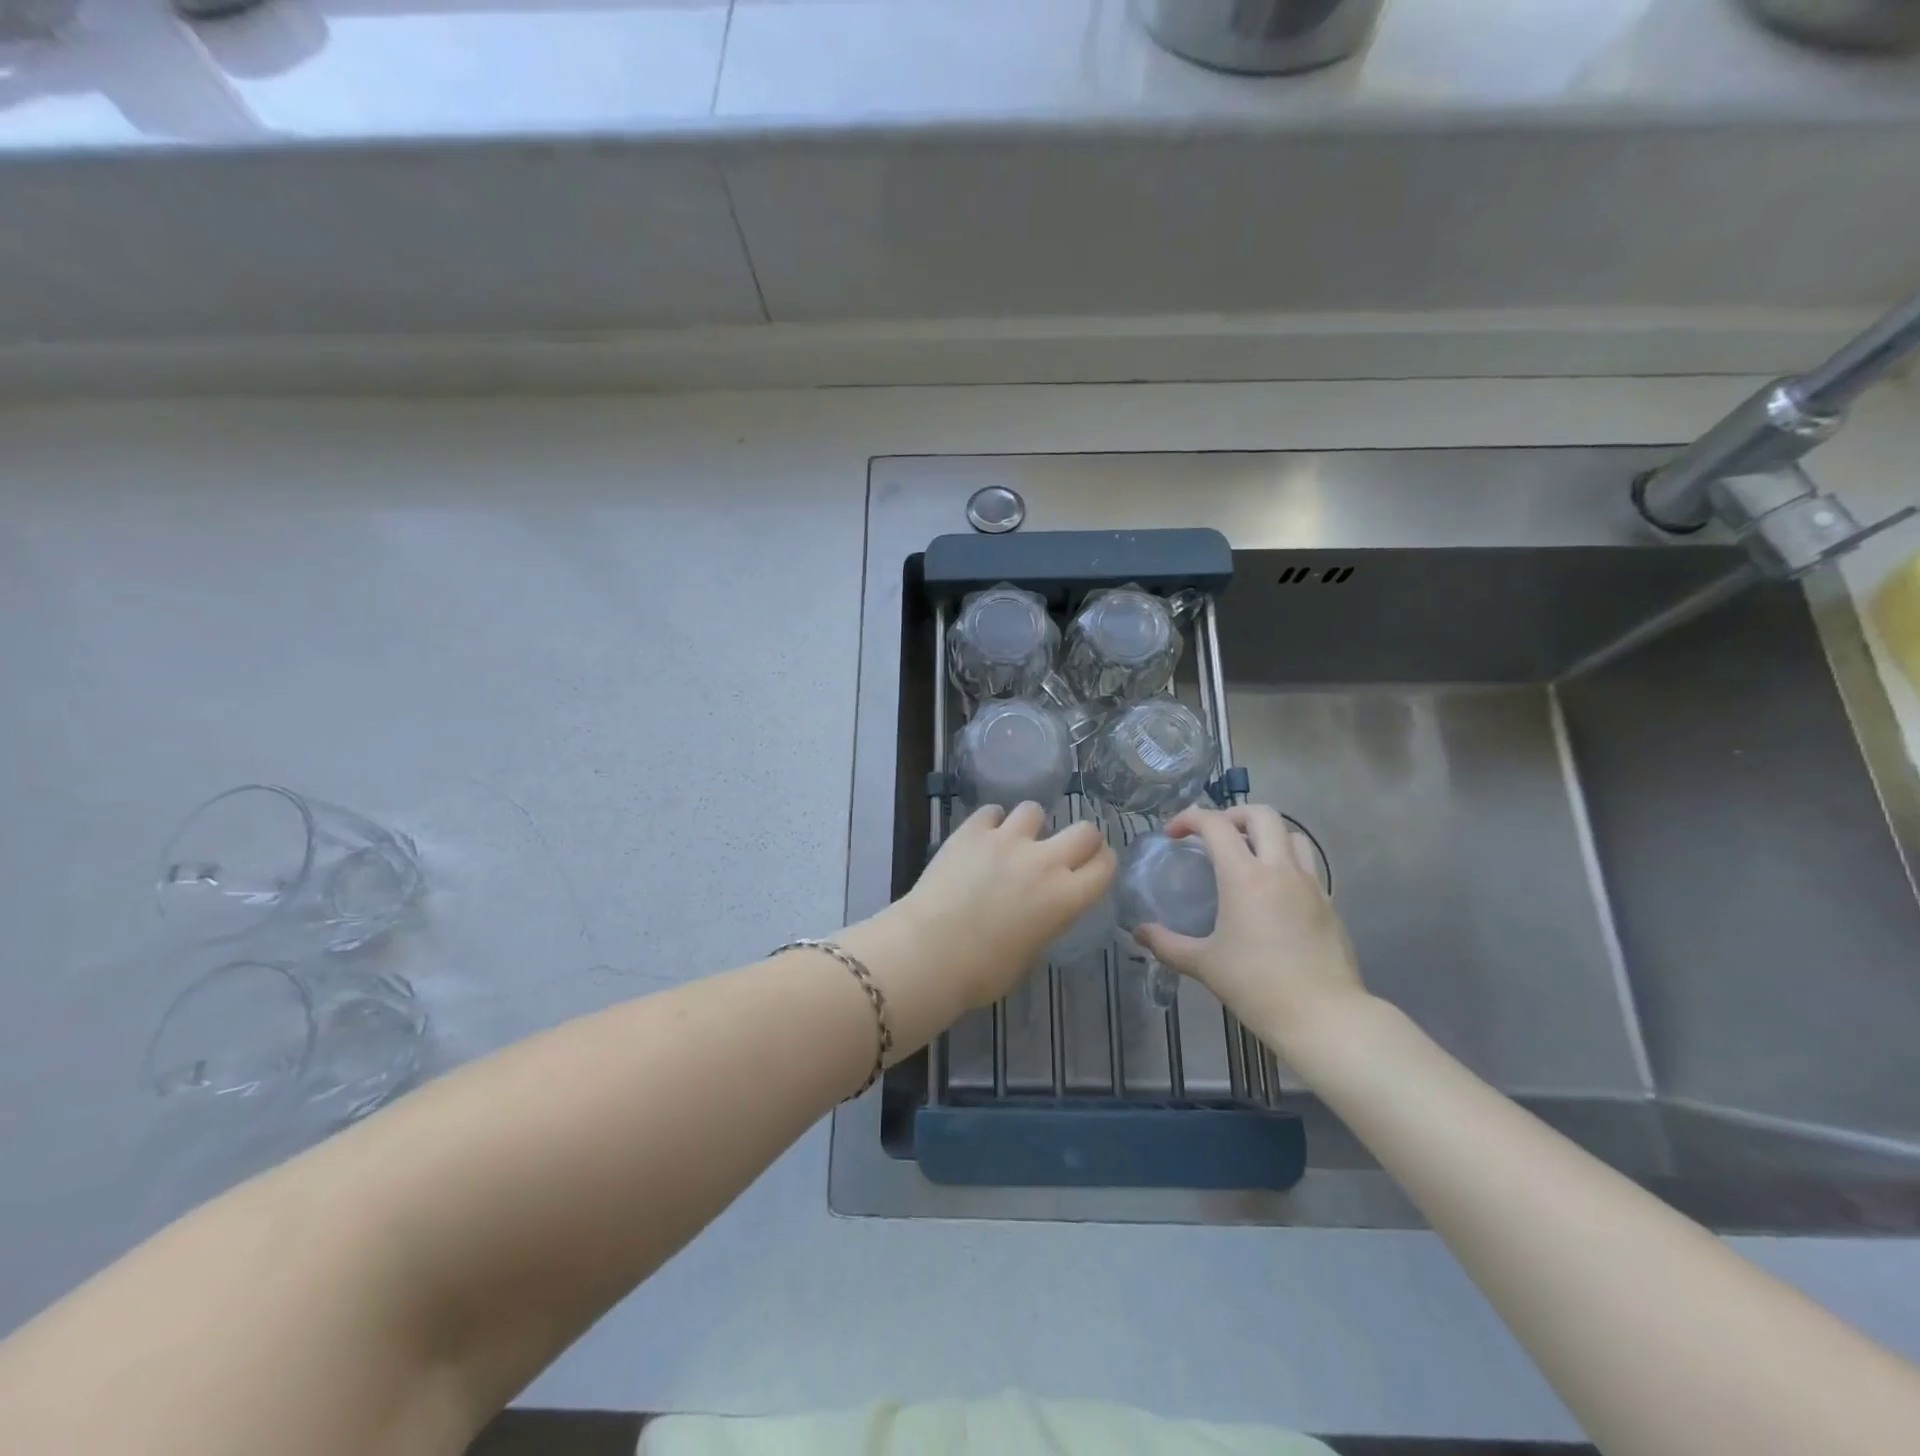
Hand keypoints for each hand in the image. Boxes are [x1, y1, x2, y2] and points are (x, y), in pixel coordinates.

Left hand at [839, 803, 1113, 1053]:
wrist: (929, 951)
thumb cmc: (981, 972)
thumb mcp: (1028, 955)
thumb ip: (1042, 924)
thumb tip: (1035, 912)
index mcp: (1065, 898)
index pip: (1104, 867)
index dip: (1103, 864)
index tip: (1094, 867)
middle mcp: (1044, 861)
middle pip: (1084, 831)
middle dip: (1081, 839)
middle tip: (1063, 851)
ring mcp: (1007, 840)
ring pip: (1034, 810)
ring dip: (1030, 826)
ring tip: (1015, 841)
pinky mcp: (971, 831)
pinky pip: (991, 812)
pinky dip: (991, 822)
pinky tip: (982, 837)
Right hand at [1133, 804, 1367, 1064]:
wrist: (1324, 1017)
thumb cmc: (1257, 986)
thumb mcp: (1204, 965)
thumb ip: (1167, 944)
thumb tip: (1139, 933)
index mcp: (1244, 876)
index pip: (1215, 825)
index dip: (1189, 818)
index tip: (1173, 834)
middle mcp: (1280, 869)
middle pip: (1261, 814)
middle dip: (1232, 815)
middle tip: (1214, 836)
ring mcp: (1311, 884)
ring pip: (1293, 834)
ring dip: (1266, 833)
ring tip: (1248, 854)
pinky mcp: (1329, 903)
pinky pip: (1308, 865)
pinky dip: (1287, 861)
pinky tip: (1273, 890)